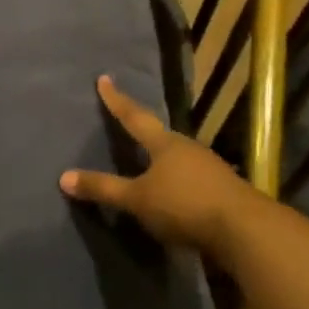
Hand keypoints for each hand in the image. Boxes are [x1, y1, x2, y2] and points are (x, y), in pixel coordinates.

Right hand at [60, 75, 263, 261]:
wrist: (245, 230)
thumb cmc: (184, 205)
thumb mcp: (137, 199)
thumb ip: (103, 189)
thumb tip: (63, 177)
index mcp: (165, 144)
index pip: (134, 116)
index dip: (116, 100)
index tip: (104, 79)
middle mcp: (188, 149)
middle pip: (161, 136)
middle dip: (145, 131)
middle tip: (130, 124)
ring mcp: (211, 168)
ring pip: (180, 158)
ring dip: (164, 160)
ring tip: (151, 163)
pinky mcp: (224, 191)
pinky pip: (193, 180)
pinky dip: (180, 183)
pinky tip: (176, 195)